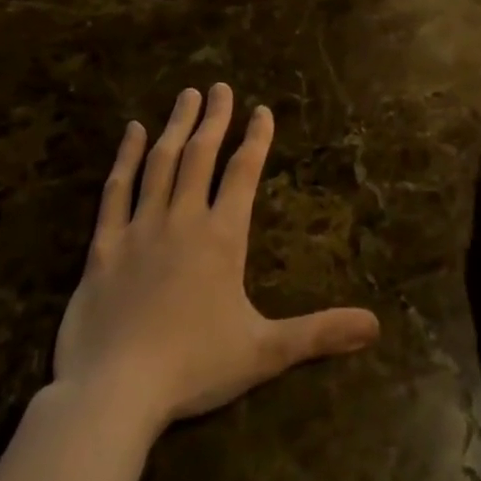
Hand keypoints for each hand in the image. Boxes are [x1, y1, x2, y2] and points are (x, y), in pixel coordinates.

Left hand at [52, 85, 379, 433]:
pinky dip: (125, 158)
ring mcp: (140, 229)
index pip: (244, 173)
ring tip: (185, 96)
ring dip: (176, 127)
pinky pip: (116, 191)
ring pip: (161, 164)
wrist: (113, 393)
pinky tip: (133, 133)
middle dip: (214, 118)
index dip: (256, 138)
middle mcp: (183, 219)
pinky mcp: (104, 246)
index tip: (262, 110)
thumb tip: (375, 325)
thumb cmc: (193, 368)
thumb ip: (319, 333)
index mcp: (222, 237)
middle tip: (219, 86)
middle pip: (201, 155)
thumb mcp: (264, 352)